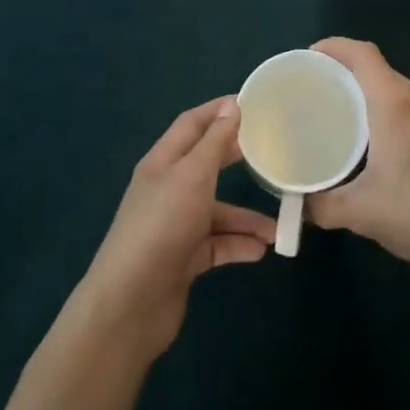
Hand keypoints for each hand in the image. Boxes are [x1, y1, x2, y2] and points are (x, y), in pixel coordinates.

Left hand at [75, 98, 276, 361]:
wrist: (130, 304)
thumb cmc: (162, 226)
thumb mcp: (193, 176)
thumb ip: (215, 142)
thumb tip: (232, 105)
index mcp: (163, 161)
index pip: (192, 124)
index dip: (219, 110)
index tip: (254, 104)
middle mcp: (168, 189)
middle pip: (207, 164)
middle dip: (238, 158)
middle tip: (272, 151)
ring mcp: (175, 225)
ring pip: (218, 211)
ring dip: (247, 217)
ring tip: (279, 228)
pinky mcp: (183, 259)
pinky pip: (217, 244)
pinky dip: (238, 245)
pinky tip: (262, 251)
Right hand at [306, 38, 409, 276]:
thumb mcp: (363, 214)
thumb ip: (322, 206)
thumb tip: (296, 204)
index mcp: (395, 103)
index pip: (362, 54)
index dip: (333, 47)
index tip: (308, 58)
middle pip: (377, 68)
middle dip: (344, 72)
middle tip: (315, 92)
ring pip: (395, 87)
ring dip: (367, 92)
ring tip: (340, 114)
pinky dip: (387, 108)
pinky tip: (376, 139)